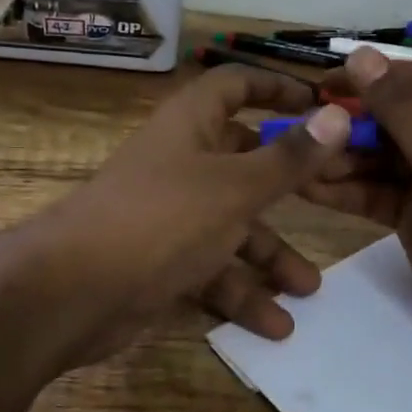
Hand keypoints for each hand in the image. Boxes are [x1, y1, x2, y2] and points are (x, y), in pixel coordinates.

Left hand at [17, 64, 352, 370]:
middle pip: (245, 162)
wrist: (73, 293)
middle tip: (335, 201)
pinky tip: (275, 325)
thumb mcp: (235, 188)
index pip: (236, 86)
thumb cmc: (161, 219)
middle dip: (289, 188)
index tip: (322, 104)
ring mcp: (171, 213)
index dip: (277, 88)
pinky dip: (240, 293)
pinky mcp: (163, 260)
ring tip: (310, 290)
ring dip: (270, 256)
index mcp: (191, 125)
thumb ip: (289, 158)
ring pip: (233, 225)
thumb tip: (339, 114)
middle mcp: (182, 162)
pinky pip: (212, 268)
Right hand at [303, 49, 411, 382]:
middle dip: (351, 124)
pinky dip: (345, 190)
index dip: (374, 79)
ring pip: (381, 158)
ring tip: (295, 158)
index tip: (325, 82)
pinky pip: (376, 193)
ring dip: (341, 158)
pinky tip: (307, 186)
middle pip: (397, 120)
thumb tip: (361, 55)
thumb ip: (402, 107)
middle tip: (302, 125)